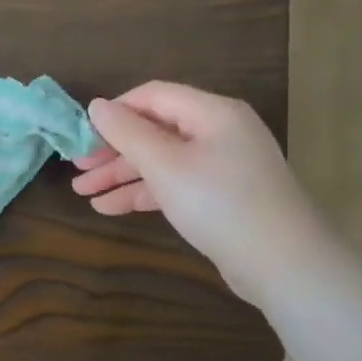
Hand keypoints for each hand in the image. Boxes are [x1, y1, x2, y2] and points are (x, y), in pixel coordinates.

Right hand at [71, 82, 328, 304]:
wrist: (283, 264)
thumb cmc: (220, 203)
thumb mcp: (165, 165)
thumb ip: (128, 133)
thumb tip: (97, 105)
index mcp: (212, 112)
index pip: (153, 96)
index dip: (114, 111)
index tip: (81, 135)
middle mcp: (219, 132)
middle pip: (155, 130)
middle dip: (113, 150)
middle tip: (78, 169)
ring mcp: (223, 166)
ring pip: (162, 161)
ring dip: (122, 175)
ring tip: (84, 194)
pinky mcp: (222, 197)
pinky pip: (175, 184)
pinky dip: (144, 193)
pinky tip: (111, 208)